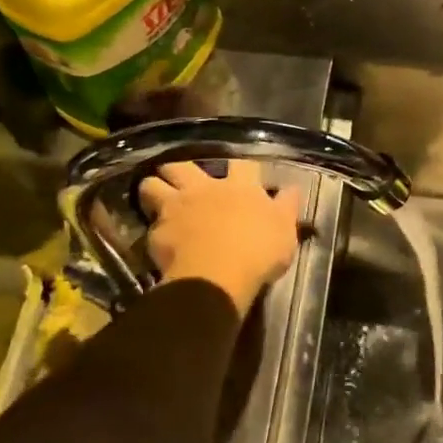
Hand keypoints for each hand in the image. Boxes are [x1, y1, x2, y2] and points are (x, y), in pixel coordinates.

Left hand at [139, 161, 302, 318]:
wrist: (216, 278)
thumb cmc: (258, 253)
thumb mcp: (285, 230)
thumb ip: (286, 207)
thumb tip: (292, 187)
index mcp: (240, 187)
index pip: (242, 164)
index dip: (241, 168)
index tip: (242, 176)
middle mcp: (204, 189)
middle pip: (182, 165)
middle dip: (180, 169)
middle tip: (183, 181)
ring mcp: (176, 208)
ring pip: (152, 185)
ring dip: (154, 189)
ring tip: (158, 200)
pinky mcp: (157, 233)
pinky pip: (150, 225)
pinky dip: (154, 230)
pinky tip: (160, 240)